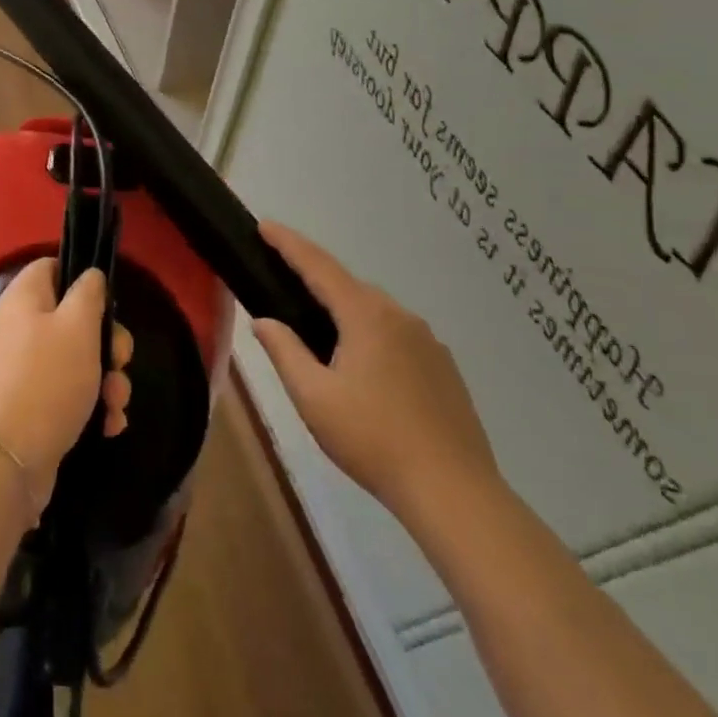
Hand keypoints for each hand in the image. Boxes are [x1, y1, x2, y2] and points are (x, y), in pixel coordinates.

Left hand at [0, 260, 134, 514]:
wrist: (4, 460)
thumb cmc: (46, 381)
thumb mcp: (77, 327)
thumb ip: (88, 294)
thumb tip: (89, 275)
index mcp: (23, 299)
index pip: (51, 267)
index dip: (81, 278)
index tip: (108, 302)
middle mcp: (17, 329)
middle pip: (71, 320)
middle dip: (106, 343)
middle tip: (120, 361)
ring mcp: (20, 371)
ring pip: (75, 362)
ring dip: (105, 381)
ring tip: (116, 404)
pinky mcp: (28, 407)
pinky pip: (66, 396)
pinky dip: (90, 407)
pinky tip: (107, 426)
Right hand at [252, 222, 500, 525]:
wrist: (454, 491)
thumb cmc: (373, 439)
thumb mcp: (313, 397)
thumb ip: (285, 351)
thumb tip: (265, 322)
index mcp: (366, 316)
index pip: (318, 266)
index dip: (289, 244)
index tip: (264, 225)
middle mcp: (400, 316)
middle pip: (348, 286)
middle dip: (314, 278)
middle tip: (281, 281)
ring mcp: (428, 341)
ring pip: (374, 310)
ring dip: (343, 309)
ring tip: (317, 330)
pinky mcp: (443, 367)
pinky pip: (396, 334)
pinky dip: (369, 333)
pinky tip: (361, 366)